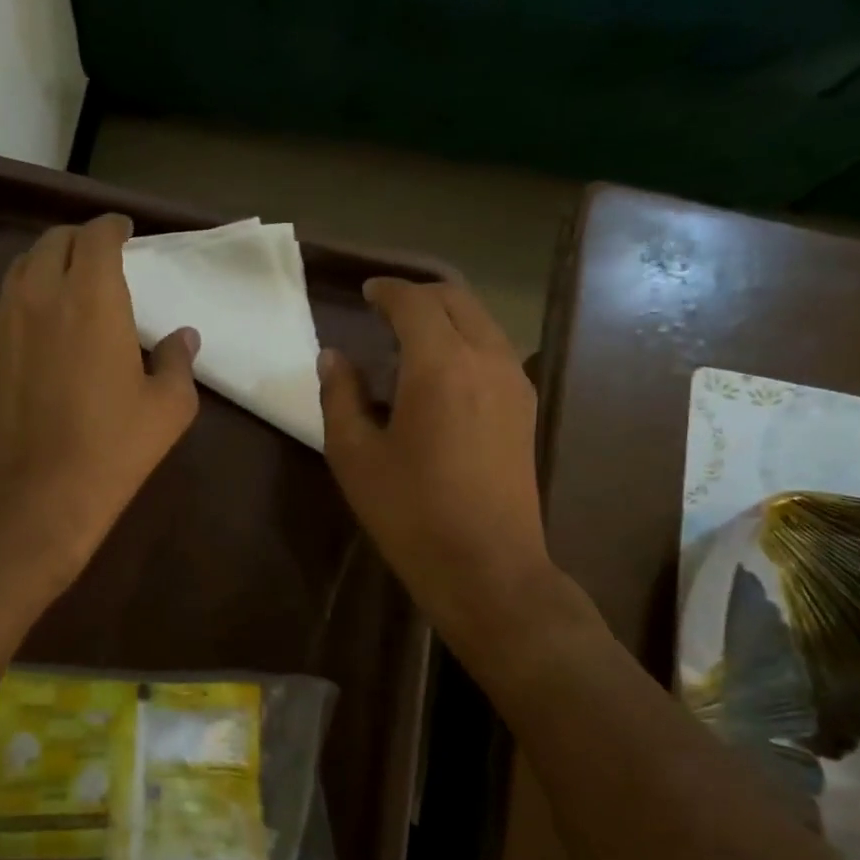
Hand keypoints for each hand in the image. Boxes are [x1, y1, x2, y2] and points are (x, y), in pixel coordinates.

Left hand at [0, 213, 199, 589]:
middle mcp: (41, 297)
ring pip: (23, 269)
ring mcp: (5, 325)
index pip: (96, 237)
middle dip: (79, 239)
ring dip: (49, 263)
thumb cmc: (111, 451)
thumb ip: (178, 361)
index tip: (125, 232)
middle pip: (53, 243)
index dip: (112, 228)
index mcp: (92, 300)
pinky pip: (7, 305)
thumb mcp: (167, 409)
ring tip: (71, 282)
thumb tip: (182, 337)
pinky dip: (28, 296)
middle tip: (101, 255)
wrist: (33, 500)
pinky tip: (45, 325)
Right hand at [319, 278, 569, 647]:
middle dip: (419, 295)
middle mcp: (487, 359)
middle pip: (457, 300)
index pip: (415, 302)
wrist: (488, 568)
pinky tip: (441, 372)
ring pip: (482, 322)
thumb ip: (340, 396)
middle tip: (385, 309)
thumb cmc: (411, 513)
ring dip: (446, 316)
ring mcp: (514, 383)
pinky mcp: (525, 408)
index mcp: (441, 365)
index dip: (387, 290)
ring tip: (410, 339)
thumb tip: (334, 357)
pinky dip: (466, 341)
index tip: (366, 293)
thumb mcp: (355, 456)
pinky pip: (495, 350)